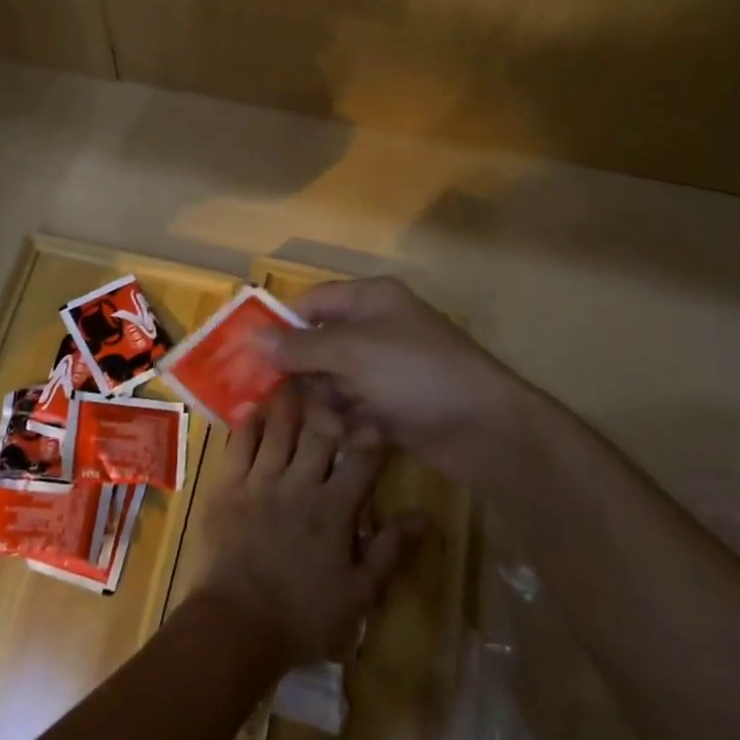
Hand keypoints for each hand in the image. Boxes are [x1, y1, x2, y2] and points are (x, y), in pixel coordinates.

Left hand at [191, 380, 425, 667]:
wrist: (236, 626)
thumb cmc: (303, 615)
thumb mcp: (359, 593)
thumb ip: (390, 550)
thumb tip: (425, 515)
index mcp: (334, 509)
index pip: (362, 460)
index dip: (373, 435)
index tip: (379, 418)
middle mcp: (298, 484)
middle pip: (318, 433)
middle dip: (329, 406)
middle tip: (333, 383)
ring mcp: (259, 481)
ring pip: (278, 429)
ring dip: (289, 403)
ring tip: (295, 379)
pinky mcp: (227, 485)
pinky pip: (239, 444)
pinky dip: (249, 423)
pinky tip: (255, 407)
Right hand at [272, 276, 572, 480]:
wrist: (486, 430)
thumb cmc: (416, 374)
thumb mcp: (352, 353)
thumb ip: (300, 347)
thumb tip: (252, 337)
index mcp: (370, 301)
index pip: (311, 305)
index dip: (282, 329)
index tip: (253, 359)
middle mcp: (375, 331)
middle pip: (317, 351)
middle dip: (311, 381)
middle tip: (308, 402)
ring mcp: (387, 371)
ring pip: (333, 387)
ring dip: (333, 410)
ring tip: (346, 426)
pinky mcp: (395, 407)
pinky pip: (356, 412)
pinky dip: (358, 427)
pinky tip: (372, 437)